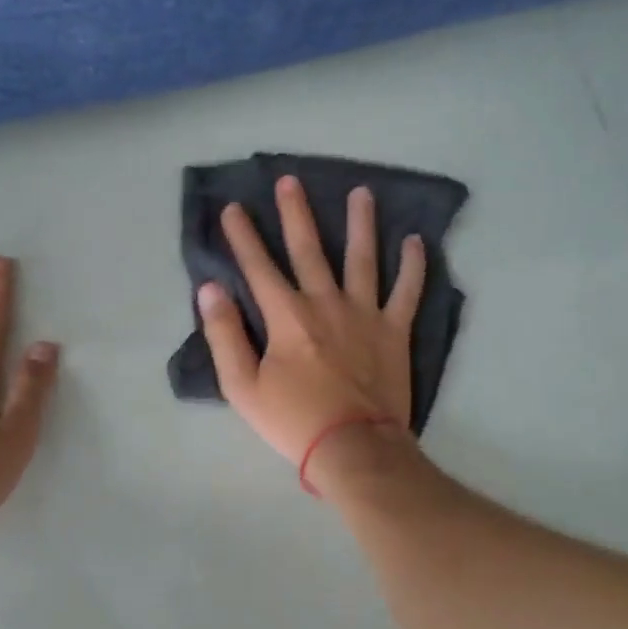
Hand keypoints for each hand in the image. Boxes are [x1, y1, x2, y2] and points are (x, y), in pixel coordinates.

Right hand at [197, 175, 424, 468]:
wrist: (353, 447)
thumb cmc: (292, 421)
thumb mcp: (242, 387)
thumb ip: (224, 335)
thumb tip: (211, 289)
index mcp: (286, 317)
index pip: (259, 267)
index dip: (243, 237)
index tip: (233, 208)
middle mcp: (325, 303)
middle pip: (309, 249)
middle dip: (296, 213)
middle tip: (290, 181)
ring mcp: (364, 314)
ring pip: (363, 258)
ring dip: (361, 223)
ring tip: (362, 193)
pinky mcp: (394, 331)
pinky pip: (407, 291)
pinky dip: (414, 266)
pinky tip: (416, 241)